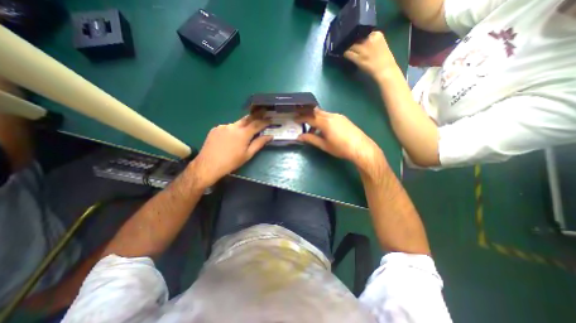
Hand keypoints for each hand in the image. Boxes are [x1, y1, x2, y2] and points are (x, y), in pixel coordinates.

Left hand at [189, 115, 269, 185]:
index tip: (270, 119)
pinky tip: (231, 137)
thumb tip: (270, 136)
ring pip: (237, 123)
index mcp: (243, 133)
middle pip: (247, 118)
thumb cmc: (231, 162)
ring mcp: (223, 126)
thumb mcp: (248, 155)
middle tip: (262, 112)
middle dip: (256, 115)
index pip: (257, 124)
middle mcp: (233, 126)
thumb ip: (259, 143)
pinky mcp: (215, 128)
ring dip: (243, 125)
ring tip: (245, 131)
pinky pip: (228, 127)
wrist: (208, 165)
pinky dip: (233, 130)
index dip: (264, 121)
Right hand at [297, 108, 386, 173]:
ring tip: (313, 131)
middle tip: (301, 121)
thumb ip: (311, 139)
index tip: (294, 120)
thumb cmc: (341, 148)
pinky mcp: (343, 118)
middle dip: (307, 116)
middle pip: (316, 112)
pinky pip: (329, 116)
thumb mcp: (324, 145)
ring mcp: (338, 116)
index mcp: (325, 122)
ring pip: (323, 114)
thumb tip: (299, 137)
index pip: (309, 117)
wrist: (361, 147)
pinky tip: (324, 130)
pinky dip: (323, 120)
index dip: (301, 118)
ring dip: (316, 119)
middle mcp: (331, 115)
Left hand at [344, 32, 398, 79]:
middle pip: (357, 38)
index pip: (364, 32)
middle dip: (353, 42)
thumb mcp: (381, 45)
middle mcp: (369, 40)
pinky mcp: (358, 58)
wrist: (385, 70)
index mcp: (377, 34)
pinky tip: (345, 55)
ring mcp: (363, 49)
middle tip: (350, 45)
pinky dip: (346, 54)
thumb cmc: (385, 60)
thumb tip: (362, 43)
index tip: (358, 40)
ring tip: (346, 49)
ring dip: (349, 48)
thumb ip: (372, 42)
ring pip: (352, 46)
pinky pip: (349, 54)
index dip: (359, 37)